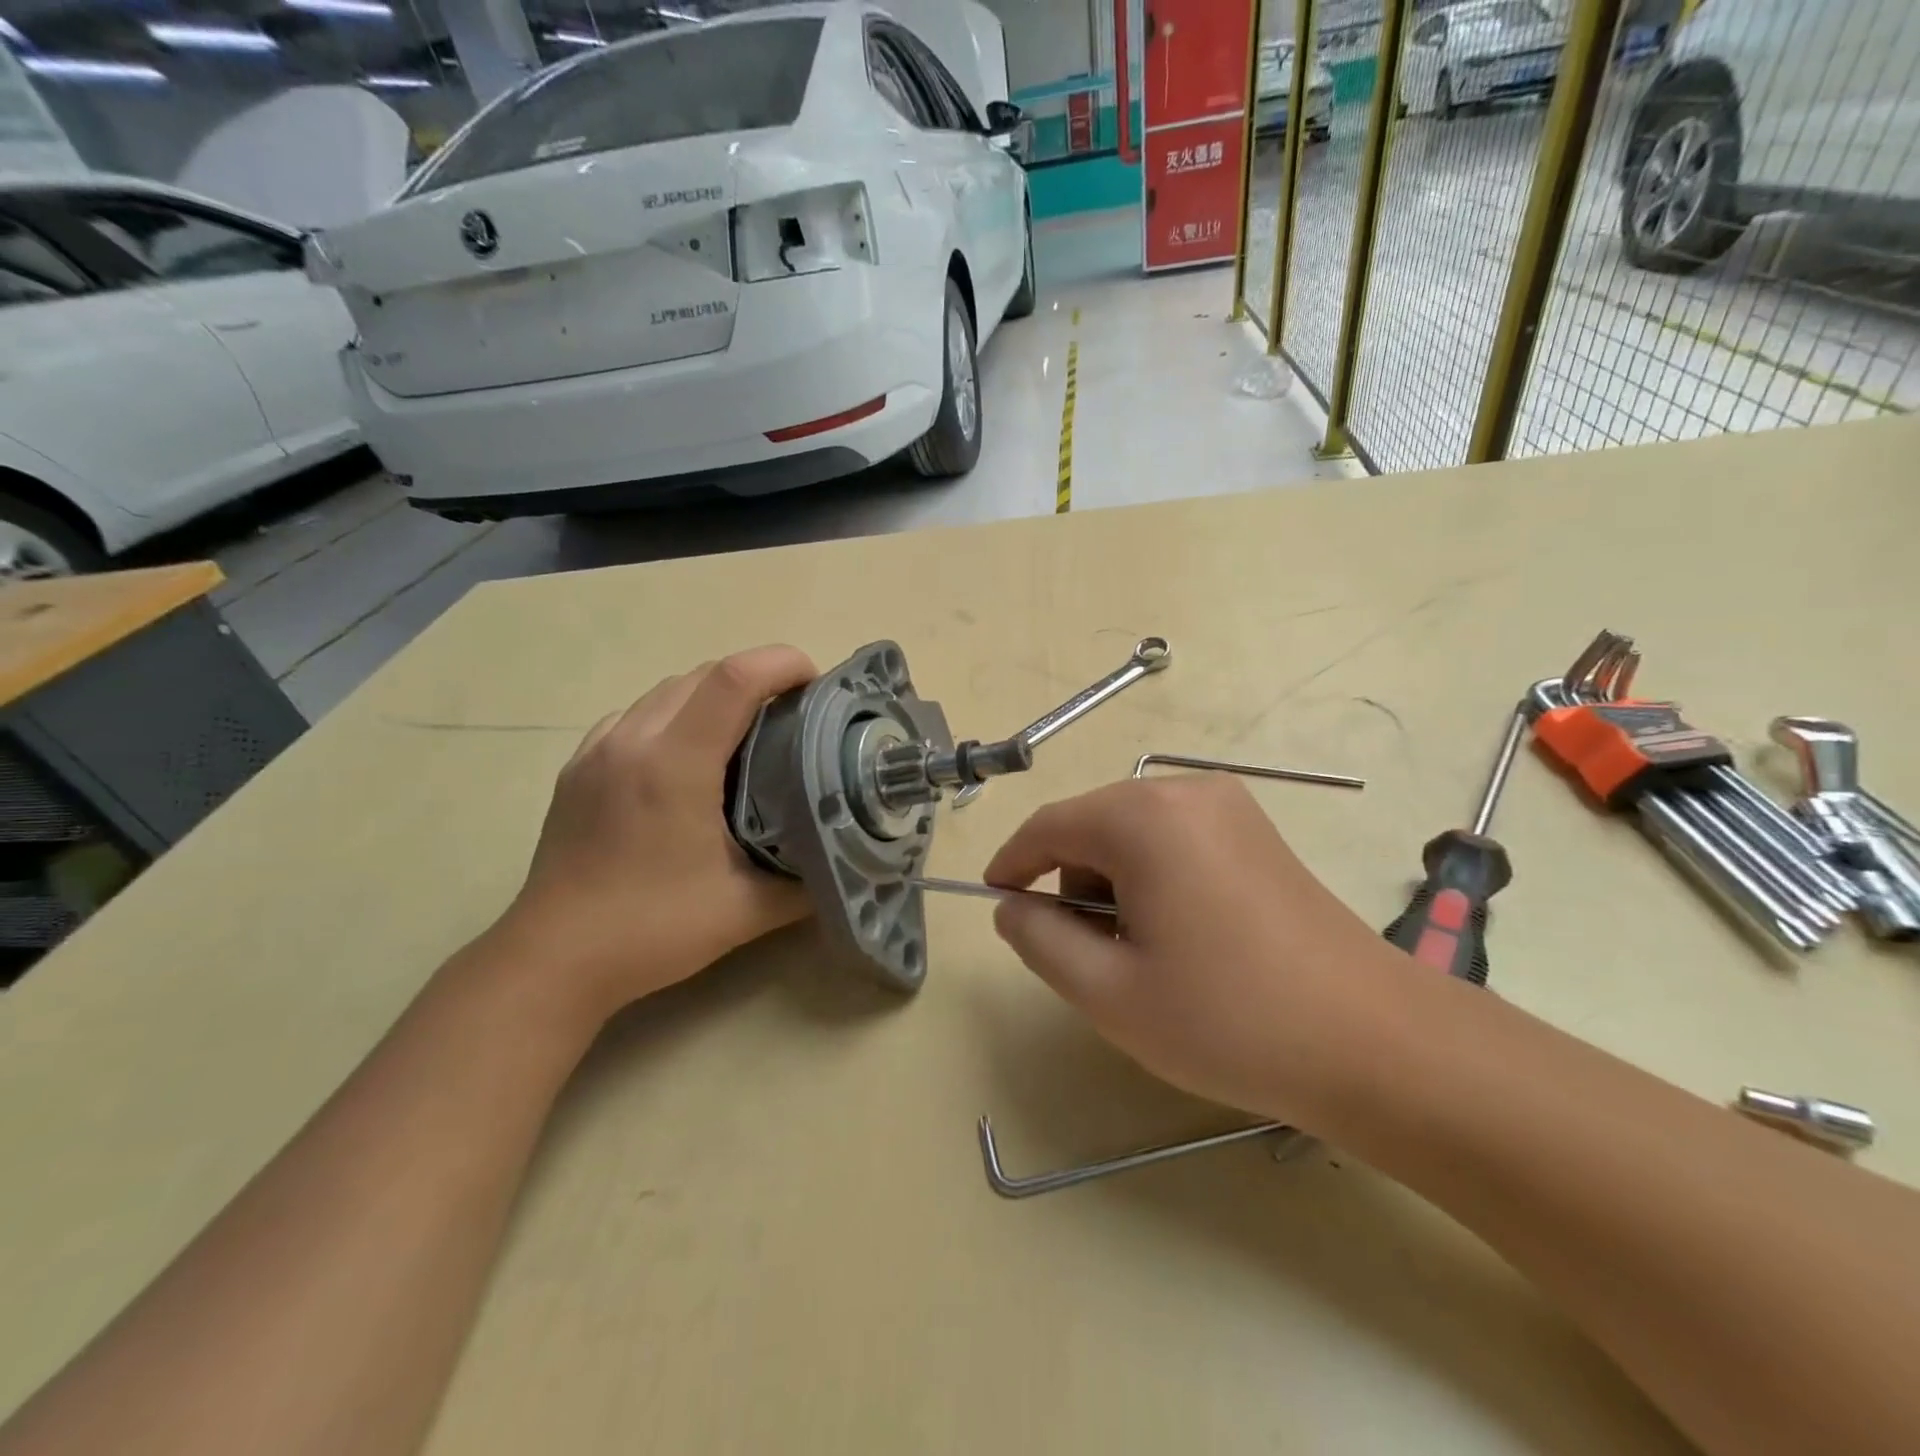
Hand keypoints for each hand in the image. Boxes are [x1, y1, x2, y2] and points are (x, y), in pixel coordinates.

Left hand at [496, 645, 818, 1024]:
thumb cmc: (653, 930)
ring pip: (667, 689)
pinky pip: (636, 715)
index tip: (817, 685)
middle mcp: (633, 740)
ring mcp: (598, 750)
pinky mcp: (578, 767)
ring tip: (747, 733)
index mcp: (675, 763)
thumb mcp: (747, 910)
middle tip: (793, 715)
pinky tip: (687, 757)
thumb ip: (806, 880)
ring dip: (714, 694)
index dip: (782, 664)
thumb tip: (844, 858)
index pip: (734, 678)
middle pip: (703, 673)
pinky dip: (675, 715)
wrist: (553, 959)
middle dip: (757, 677)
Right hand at [984, 775, 1408, 1127]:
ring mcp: (1230, 807)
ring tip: (1141, 953)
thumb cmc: (1229, 1019)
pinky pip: (1175, 839)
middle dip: (1070, 882)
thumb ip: (1040, 940)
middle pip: (1092, 826)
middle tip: (1086, 955)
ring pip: (1133, 833)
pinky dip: (1153, 877)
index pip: (1048, 826)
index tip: (996, 901)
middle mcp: (1185, 792)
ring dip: (1113, 882)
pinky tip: (1181, 935)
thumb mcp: (1109, 992)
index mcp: (1143, 818)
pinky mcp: (1257, 831)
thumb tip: (1013, 907)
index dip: (1012, 863)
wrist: (1375, 1043)